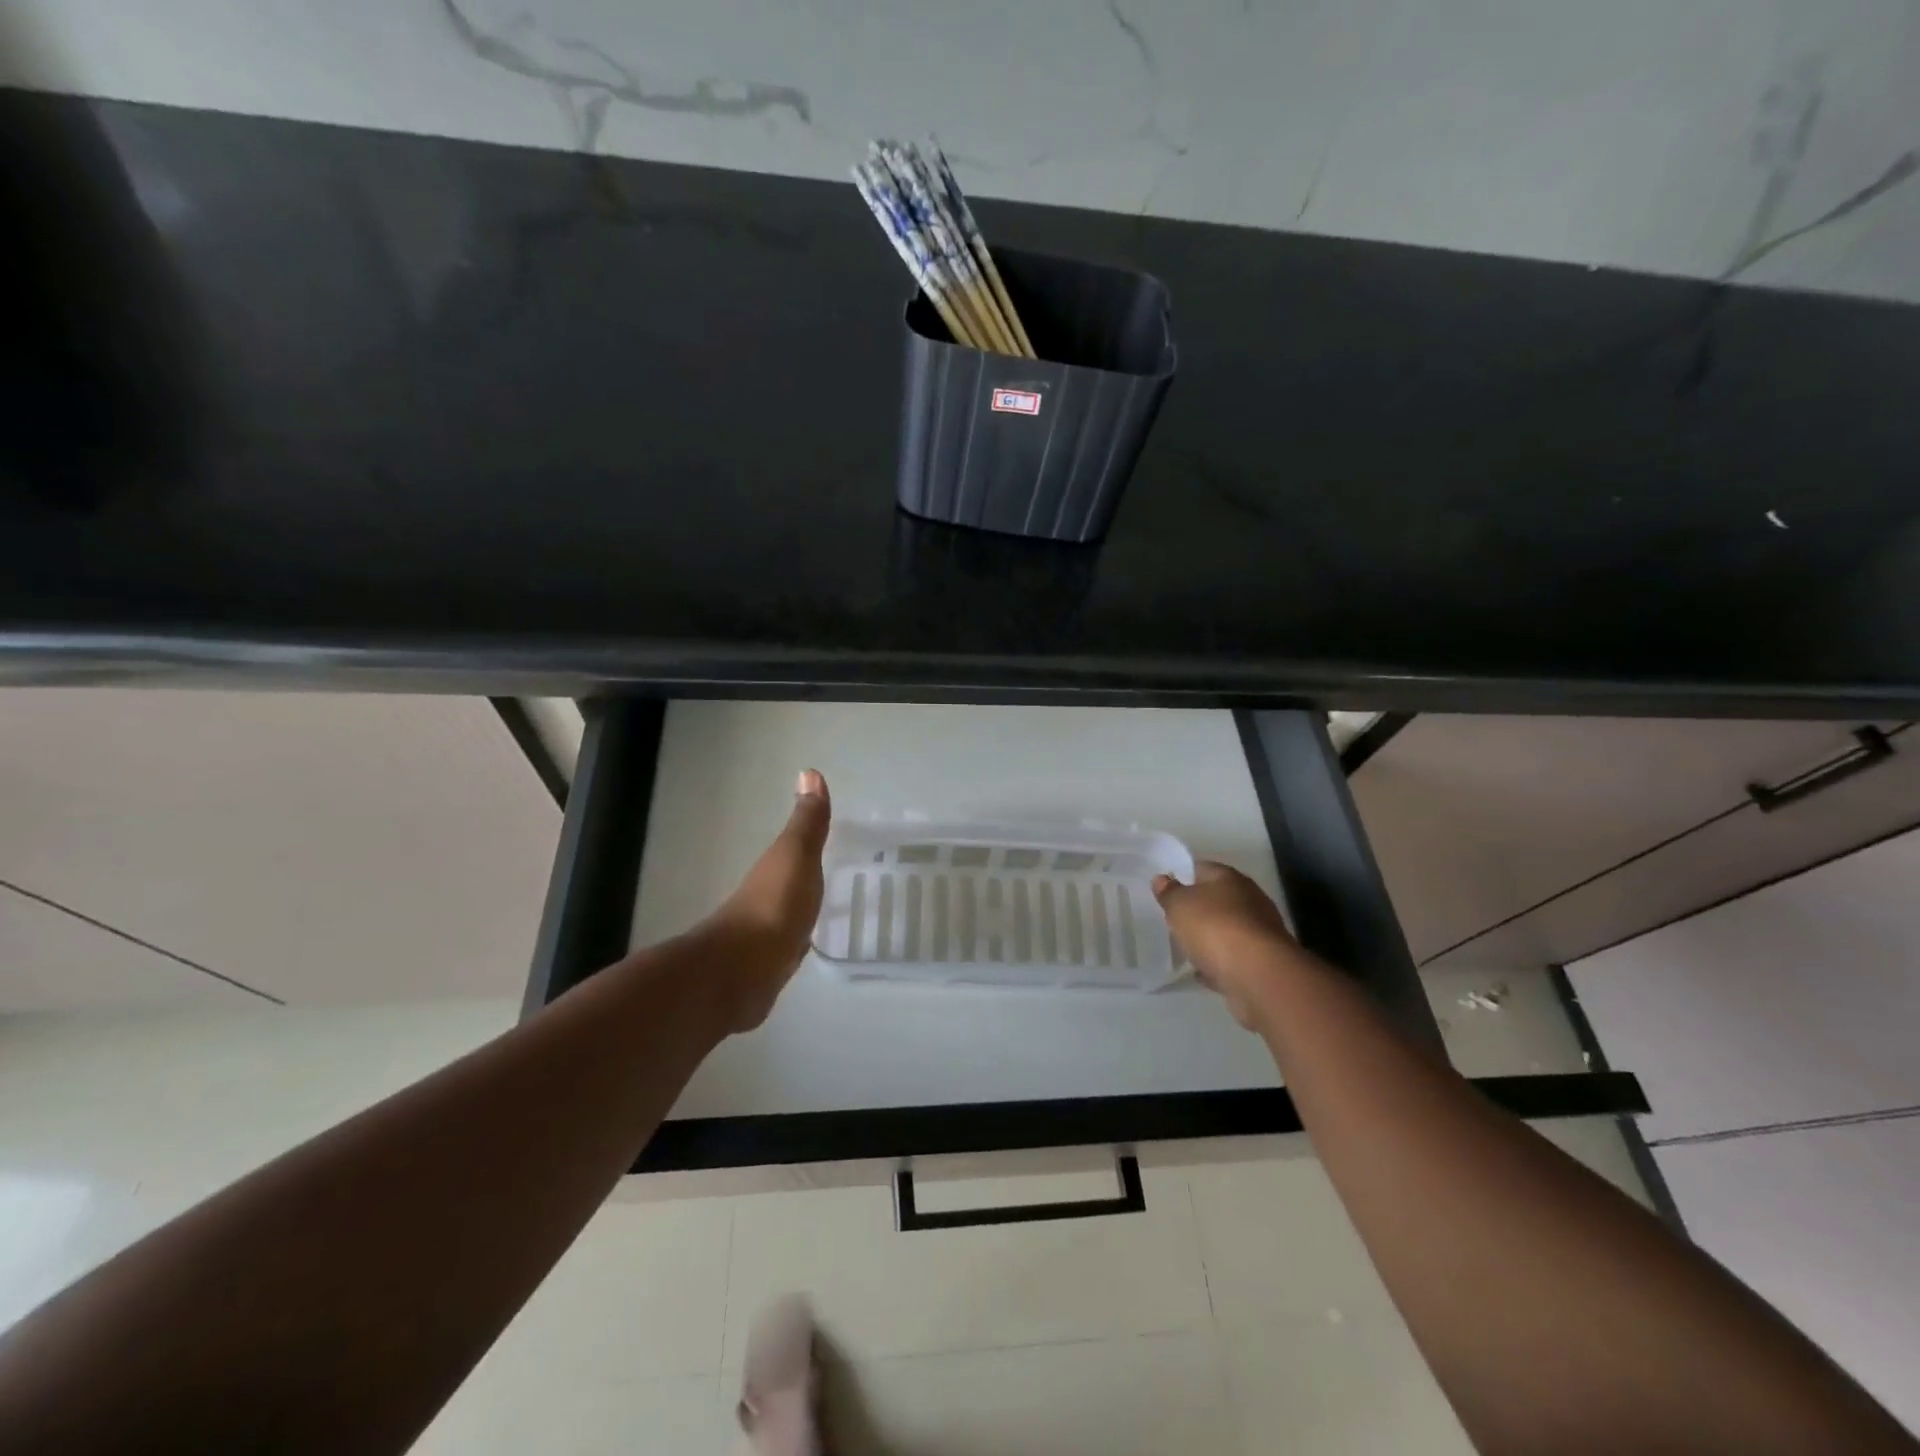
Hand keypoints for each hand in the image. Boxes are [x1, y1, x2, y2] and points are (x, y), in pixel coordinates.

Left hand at [705, 770, 831, 1030]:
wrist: (741, 973)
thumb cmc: (774, 906)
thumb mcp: (796, 856)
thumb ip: (807, 823)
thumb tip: (809, 772)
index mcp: (772, 868)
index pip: (792, 849)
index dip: (810, 842)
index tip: (835, 838)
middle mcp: (765, 896)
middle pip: (789, 880)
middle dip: (807, 876)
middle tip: (839, 873)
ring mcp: (764, 933)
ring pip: (788, 912)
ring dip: (802, 908)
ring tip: (829, 908)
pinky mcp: (768, 966)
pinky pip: (789, 945)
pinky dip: (798, 939)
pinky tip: (809, 946)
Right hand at [1153, 862, 1295, 1029]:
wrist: (1259, 975)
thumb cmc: (1215, 928)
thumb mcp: (1180, 905)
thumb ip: (1169, 892)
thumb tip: (1162, 879)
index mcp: (1230, 878)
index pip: (1203, 868)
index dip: (1184, 876)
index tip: (1167, 889)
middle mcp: (1250, 900)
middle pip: (1219, 899)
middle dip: (1200, 908)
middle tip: (1176, 919)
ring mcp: (1260, 932)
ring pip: (1229, 929)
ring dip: (1211, 937)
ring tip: (1188, 946)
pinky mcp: (1263, 962)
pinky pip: (1234, 958)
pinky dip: (1220, 963)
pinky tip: (1204, 971)